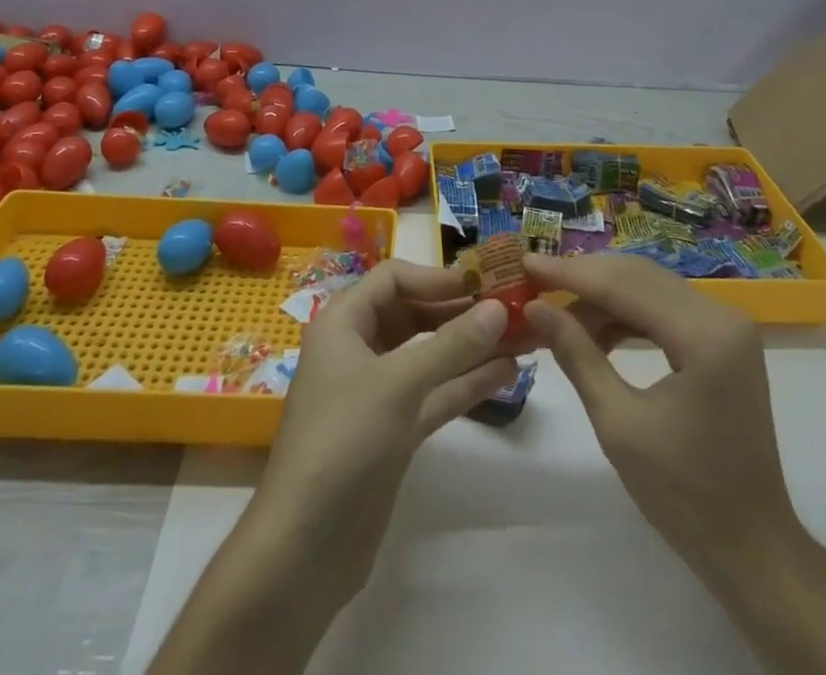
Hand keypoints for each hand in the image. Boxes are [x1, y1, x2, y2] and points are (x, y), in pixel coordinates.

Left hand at [258, 260, 518, 596]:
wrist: (304, 548)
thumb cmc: (343, 442)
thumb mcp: (398, 384)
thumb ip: (452, 344)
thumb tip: (499, 307)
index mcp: (343, 322)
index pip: (393, 279)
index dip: (437, 277)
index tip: (483, 283)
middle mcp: (358, 348)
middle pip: (413, 314)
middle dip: (460, 311)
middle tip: (512, 307)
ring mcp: (377, 392)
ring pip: (428, 355)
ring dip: (470, 346)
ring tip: (522, 336)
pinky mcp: (393, 431)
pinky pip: (433, 392)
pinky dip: (465, 382)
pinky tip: (506, 373)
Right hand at [520, 251, 799, 599]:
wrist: (753, 549)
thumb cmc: (685, 496)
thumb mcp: (619, 425)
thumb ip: (577, 355)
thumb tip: (535, 308)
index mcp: (705, 334)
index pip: (624, 285)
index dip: (570, 272)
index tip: (525, 262)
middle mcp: (722, 314)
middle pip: (638, 276)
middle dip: (583, 278)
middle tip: (534, 282)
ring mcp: (727, 325)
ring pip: (649, 287)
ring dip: (602, 296)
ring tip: (556, 313)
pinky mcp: (723, 339)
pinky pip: (664, 308)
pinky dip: (626, 314)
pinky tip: (593, 330)